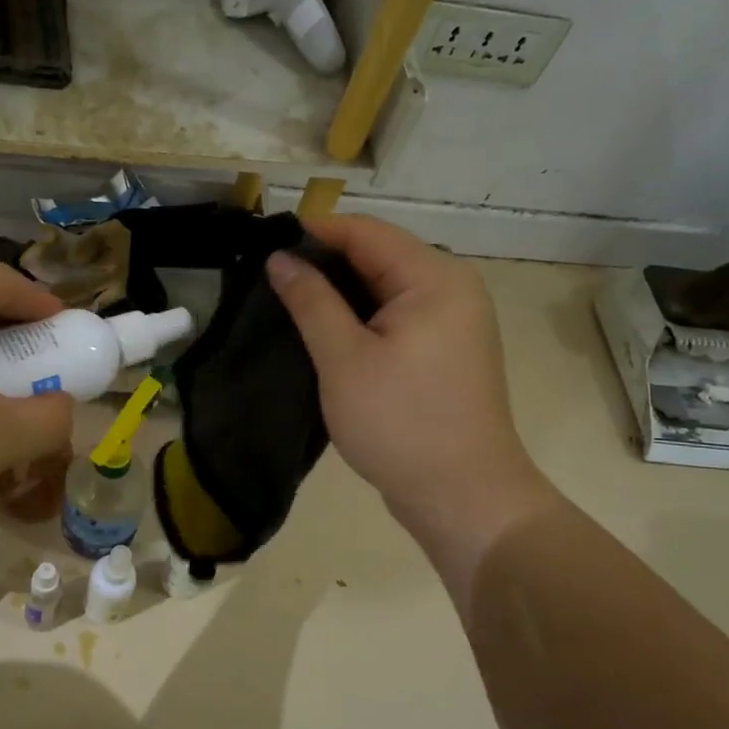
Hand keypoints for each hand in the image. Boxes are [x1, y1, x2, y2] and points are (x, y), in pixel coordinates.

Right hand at [266, 216, 555, 544]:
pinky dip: (361, 317)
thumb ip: (311, 301)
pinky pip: (397, 316)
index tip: (265, 244)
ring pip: (386, 288)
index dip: (315, 232)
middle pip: (379, 255)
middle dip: (325, 262)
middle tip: (269, 278)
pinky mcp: (446, 350)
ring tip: (288, 302)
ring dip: (340, 292)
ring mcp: (453, 321)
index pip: (366, 232)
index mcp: (434, 278)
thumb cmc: (401, 423)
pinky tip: (325, 331)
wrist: (463, 496)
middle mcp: (452, 288)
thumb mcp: (344, 358)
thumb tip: (280, 258)